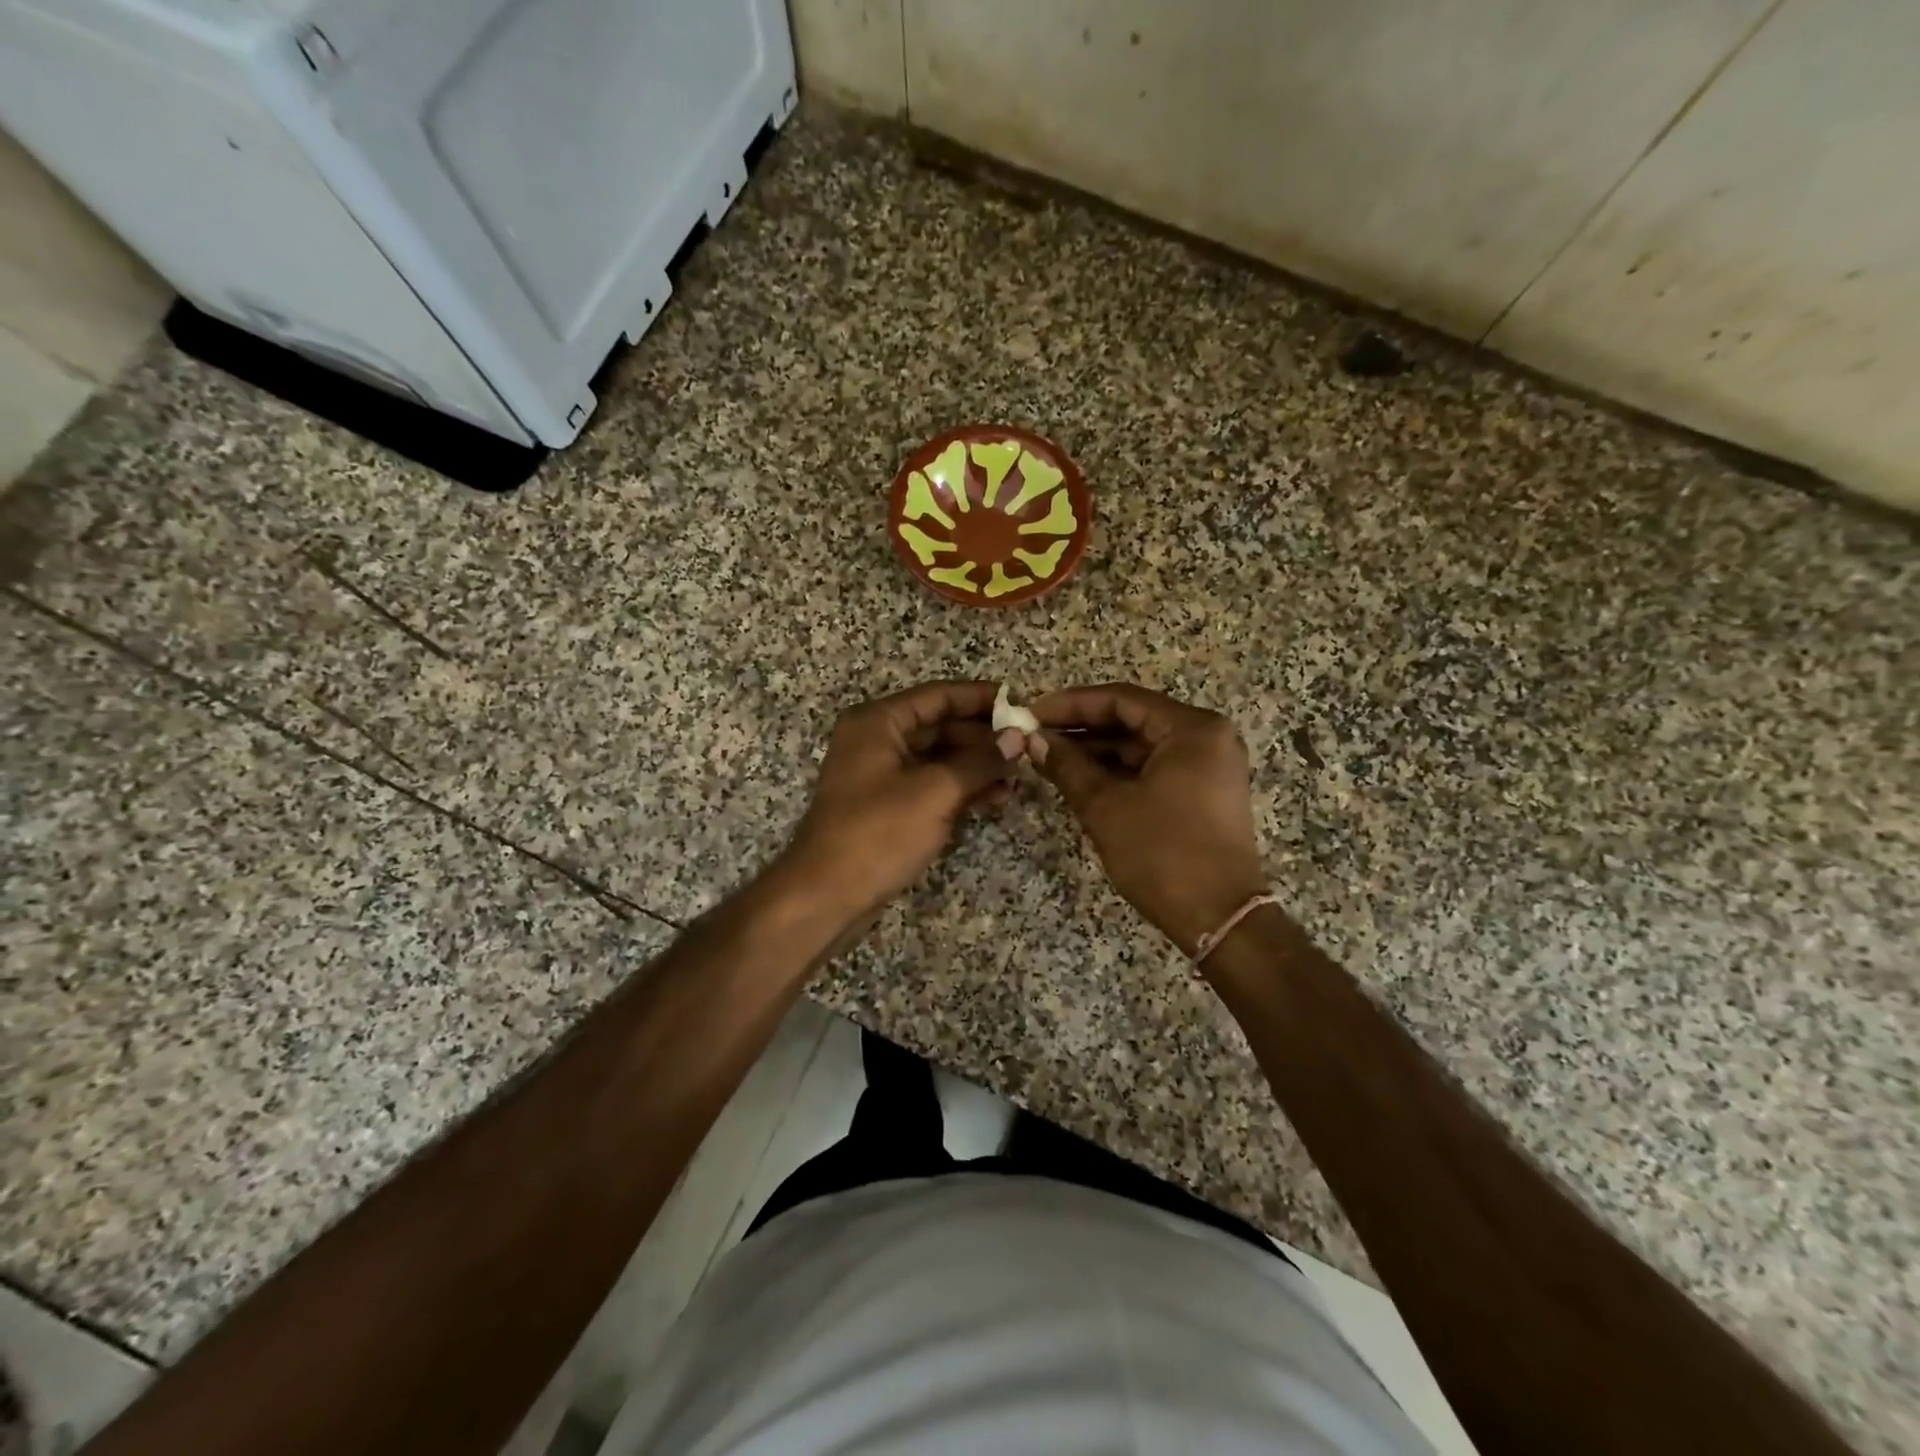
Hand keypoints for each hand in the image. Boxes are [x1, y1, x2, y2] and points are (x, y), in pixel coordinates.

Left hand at [781, 681, 1024, 923]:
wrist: (827, 895)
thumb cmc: (878, 833)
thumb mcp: (935, 792)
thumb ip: (980, 761)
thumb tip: (1018, 739)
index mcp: (879, 722)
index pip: (939, 696)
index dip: (981, 698)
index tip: (1021, 704)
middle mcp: (877, 740)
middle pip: (940, 725)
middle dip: (983, 737)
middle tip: (1027, 746)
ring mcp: (881, 774)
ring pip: (939, 758)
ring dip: (977, 765)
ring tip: (1018, 778)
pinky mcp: (888, 805)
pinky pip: (931, 784)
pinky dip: (961, 788)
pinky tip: (995, 798)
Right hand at [1029, 684, 1267, 954]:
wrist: (1220, 919)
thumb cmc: (1163, 854)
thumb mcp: (1107, 807)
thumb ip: (1068, 766)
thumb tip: (1033, 740)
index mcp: (1192, 729)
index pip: (1122, 700)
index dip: (1072, 704)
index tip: (1032, 713)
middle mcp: (1207, 738)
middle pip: (1133, 720)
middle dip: (1082, 729)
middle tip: (1035, 736)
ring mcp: (1208, 766)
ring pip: (1141, 747)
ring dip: (1097, 752)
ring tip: (1048, 757)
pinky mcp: (1203, 793)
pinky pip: (1154, 768)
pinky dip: (1118, 772)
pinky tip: (1080, 777)